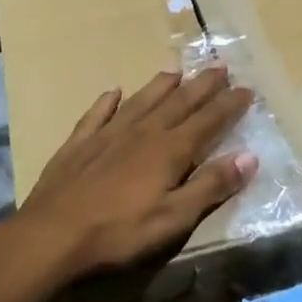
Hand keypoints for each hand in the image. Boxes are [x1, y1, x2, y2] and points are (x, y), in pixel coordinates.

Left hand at [5, 66, 257, 290]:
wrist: (52, 235)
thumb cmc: (119, 232)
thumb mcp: (174, 217)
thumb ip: (211, 186)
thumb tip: (249, 156)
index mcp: (169, 150)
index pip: (208, 121)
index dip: (229, 105)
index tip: (247, 89)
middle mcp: (142, 132)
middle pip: (178, 102)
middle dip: (202, 85)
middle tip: (220, 66)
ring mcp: (107, 134)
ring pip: (141, 100)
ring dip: (161, 84)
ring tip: (176, 70)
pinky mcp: (79, 143)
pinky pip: (98, 113)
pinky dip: (108, 100)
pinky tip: (113, 91)